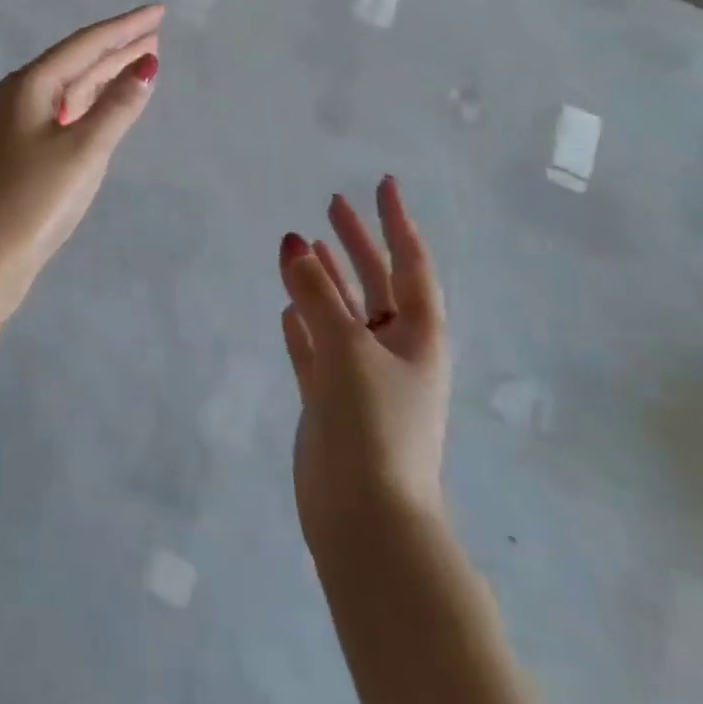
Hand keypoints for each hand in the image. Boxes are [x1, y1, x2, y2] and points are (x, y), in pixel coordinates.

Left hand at [0, 5, 162, 313]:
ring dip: (107, 72)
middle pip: (78, 61)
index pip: (87, 44)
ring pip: (73, 87)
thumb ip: (118, 106)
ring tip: (142, 58)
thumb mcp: (84, 150)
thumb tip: (147, 64)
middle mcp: (22, 95)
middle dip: (118, 46)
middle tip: (156, 31)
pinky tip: (109, 100)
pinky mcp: (25, 149)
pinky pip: (67, 110)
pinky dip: (93, 101)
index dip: (125, 27)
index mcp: (31, 85)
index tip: (158, 11)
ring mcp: (21, 123)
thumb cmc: (34, 200)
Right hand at [279, 176, 450, 549]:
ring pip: (340, 312)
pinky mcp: (331, 400)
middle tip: (331, 204)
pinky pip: (315, 348)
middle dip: (355, 242)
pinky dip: (303, 324)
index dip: (396, 221)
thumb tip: (294, 244)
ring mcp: (361, 376)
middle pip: (374, 282)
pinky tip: (285, 306)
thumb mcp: (347, 348)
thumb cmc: (373, 425)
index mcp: (417, 335)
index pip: (410, 263)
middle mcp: (393, 349)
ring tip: (300, 244)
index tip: (383, 183)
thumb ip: (317, 295)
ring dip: (323, 278)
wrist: (366, 520)